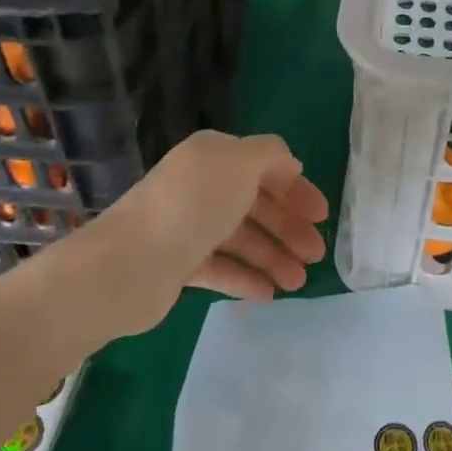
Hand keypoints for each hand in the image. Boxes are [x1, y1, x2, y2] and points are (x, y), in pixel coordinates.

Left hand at [98, 131, 329, 330]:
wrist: (130, 264)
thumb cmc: (194, 205)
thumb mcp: (240, 163)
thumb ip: (271, 155)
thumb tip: (290, 164)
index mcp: (214, 157)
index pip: (264, 168)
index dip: (296, 189)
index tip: (322, 215)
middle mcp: (202, 187)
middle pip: (256, 205)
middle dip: (289, 228)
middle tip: (316, 254)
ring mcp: (189, 226)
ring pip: (242, 239)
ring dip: (274, 257)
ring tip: (298, 283)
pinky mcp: (179, 264)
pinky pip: (222, 269)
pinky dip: (247, 278)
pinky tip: (270, 294)